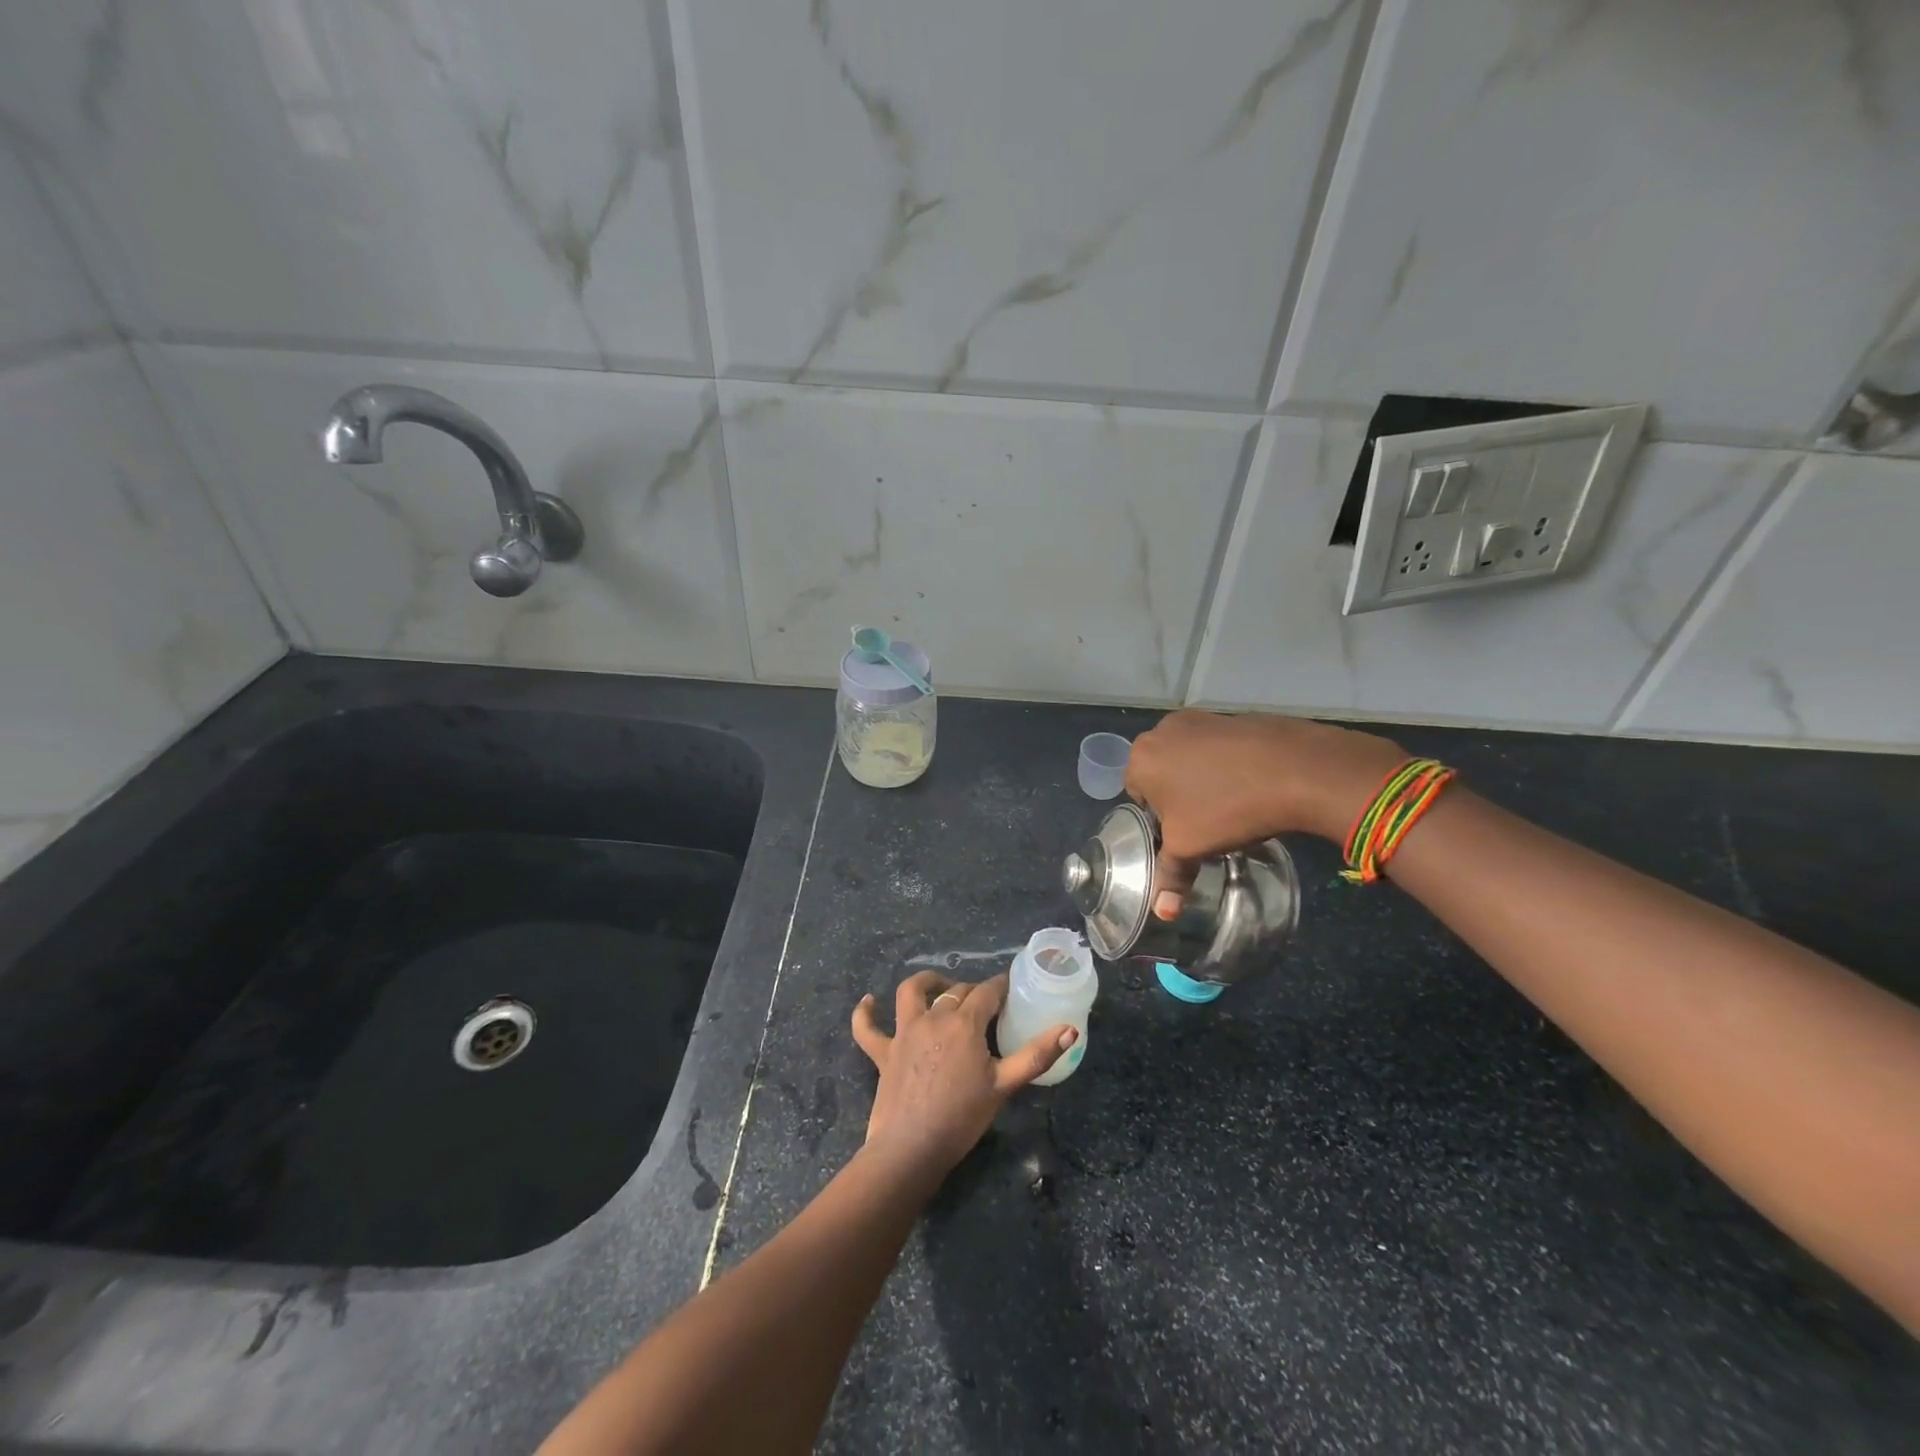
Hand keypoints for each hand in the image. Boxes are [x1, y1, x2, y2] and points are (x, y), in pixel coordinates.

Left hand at [850, 972, 1075, 1178]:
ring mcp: (904, 1032)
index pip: (987, 992)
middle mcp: (933, 1017)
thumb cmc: (962, 1117)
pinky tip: (868, 1002)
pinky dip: (865, 1012)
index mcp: (965, 1023)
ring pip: (912, 992)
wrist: (911, 1148)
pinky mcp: (882, 1052)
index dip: (1001, 986)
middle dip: (973, 991)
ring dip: (926, 983)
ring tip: (940, 986)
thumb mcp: (1005, 1086)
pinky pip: (867, 1027)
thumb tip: (1070, 1030)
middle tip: (987, 1004)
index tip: (1012, 988)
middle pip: (956, 992)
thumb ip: (1037, 1055)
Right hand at [1125, 710, 1405, 915]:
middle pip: (1161, 773)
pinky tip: (1249, 786)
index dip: (1159, 819)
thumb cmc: (1226, 808)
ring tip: (1230, 804)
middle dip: (1178, 796)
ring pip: (1190, 759)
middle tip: (1204, 821)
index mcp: (1141, 758)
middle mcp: (1162, 731)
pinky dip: (1227, 765)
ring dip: (1201, 780)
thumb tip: (1163, 913)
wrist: (1294, 769)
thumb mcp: (1191, 848)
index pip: (1137, 795)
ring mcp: (1199, 718)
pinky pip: (1218, 748)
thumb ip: (1170, 876)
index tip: (1184, 832)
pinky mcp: (1231, 716)